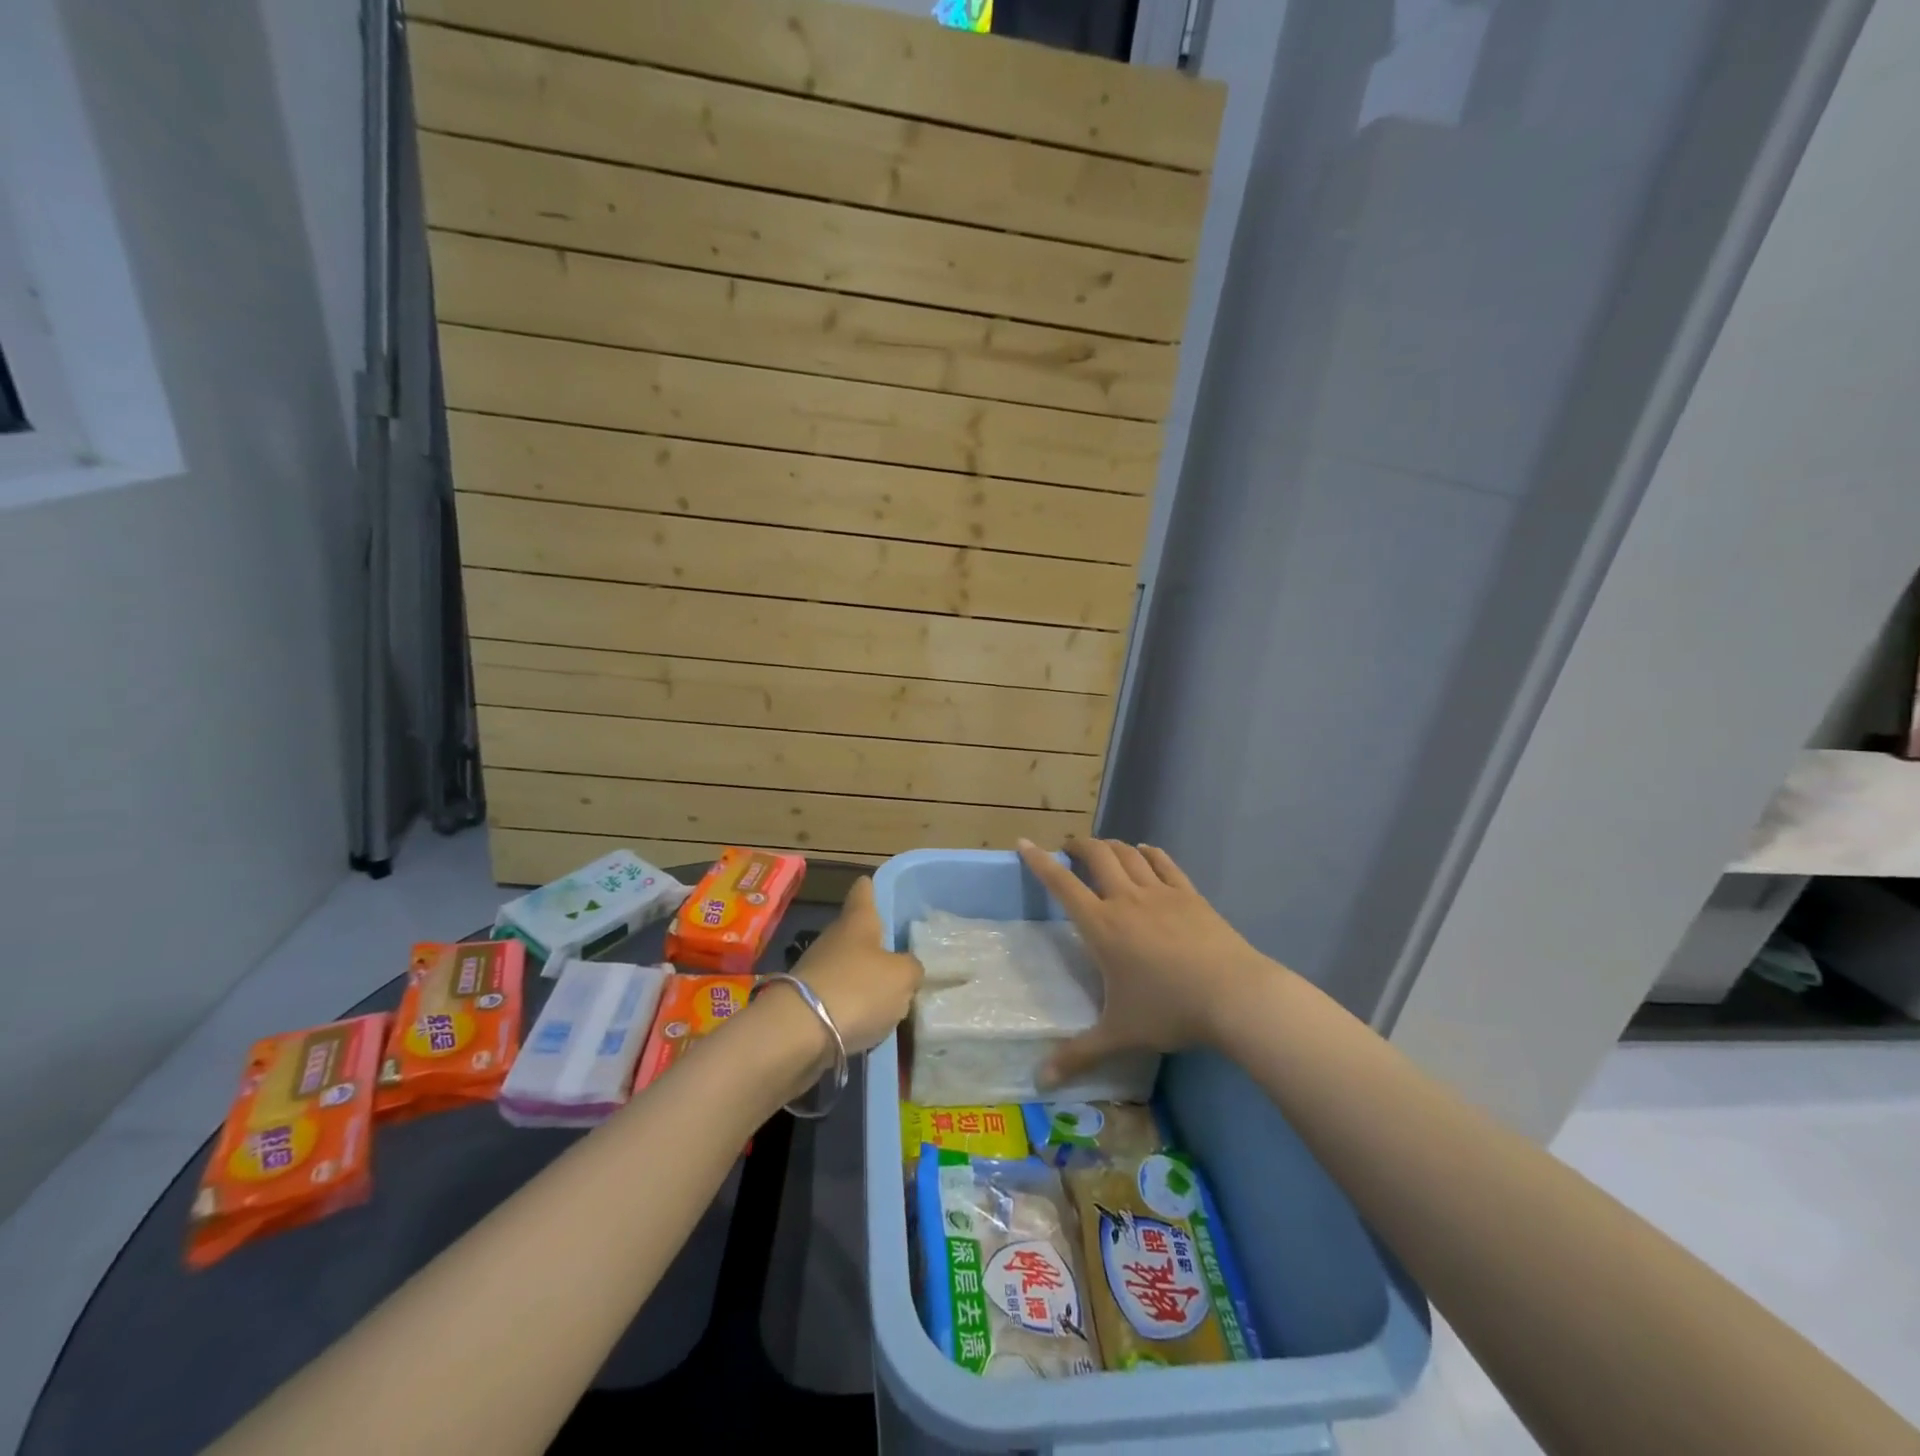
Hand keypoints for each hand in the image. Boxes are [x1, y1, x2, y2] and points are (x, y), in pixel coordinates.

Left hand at [791, 876, 923, 1053]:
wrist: (798, 1033)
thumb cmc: (857, 989)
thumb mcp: (902, 977)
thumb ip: (911, 968)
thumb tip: (907, 969)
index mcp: (857, 921)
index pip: (863, 892)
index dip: (871, 887)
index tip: (874, 884)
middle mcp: (834, 939)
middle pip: (856, 932)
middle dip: (875, 942)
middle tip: (900, 952)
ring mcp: (816, 970)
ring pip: (847, 966)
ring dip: (864, 977)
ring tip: (891, 993)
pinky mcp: (807, 1003)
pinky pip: (838, 997)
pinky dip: (852, 1006)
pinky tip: (870, 1020)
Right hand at [1016, 837, 1277, 1085]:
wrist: (1235, 995)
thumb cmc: (1169, 1010)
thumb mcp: (1118, 1034)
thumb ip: (1077, 1054)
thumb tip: (1039, 1082)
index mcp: (1102, 926)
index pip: (1062, 885)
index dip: (1040, 862)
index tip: (1024, 843)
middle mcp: (1126, 900)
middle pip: (1097, 856)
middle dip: (1079, 846)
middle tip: (1069, 848)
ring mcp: (1161, 893)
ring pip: (1129, 855)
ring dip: (1111, 846)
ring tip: (1102, 849)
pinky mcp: (1190, 895)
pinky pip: (1164, 863)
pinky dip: (1149, 853)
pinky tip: (1145, 851)